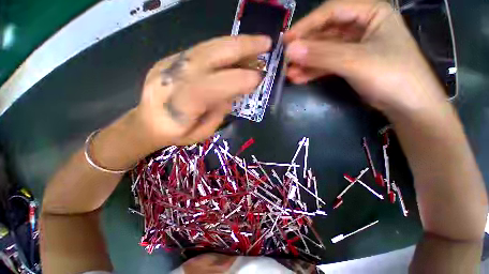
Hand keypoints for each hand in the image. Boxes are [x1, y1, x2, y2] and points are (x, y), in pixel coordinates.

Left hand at [134, 35, 270, 148]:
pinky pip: (203, 49)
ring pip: (207, 47)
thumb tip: (231, 95)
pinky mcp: (171, 58)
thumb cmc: (175, 134)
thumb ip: (217, 115)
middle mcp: (172, 79)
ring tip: (257, 44)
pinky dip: (224, 48)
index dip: (236, 80)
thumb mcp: (200, 134)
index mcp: (178, 106)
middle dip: (241, 47)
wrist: (146, 121)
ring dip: (235, 43)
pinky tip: (238, 52)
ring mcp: (169, 64)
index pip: (209, 87)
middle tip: (266, 44)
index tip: (258, 78)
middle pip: (208, 56)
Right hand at [284, 0, 446, 116]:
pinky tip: (299, 78)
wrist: (407, 105)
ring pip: (324, 51)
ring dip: (306, 62)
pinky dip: (313, 71)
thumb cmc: (392, 75)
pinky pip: (327, 64)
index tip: (286, 40)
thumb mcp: (355, 61)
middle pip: (325, 32)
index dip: (307, 25)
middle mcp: (362, 26)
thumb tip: (290, 51)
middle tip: (285, 60)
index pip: (332, 11)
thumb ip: (321, 55)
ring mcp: (354, 47)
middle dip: (304, 48)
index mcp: (371, 12)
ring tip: (289, 73)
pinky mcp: (349, 64)